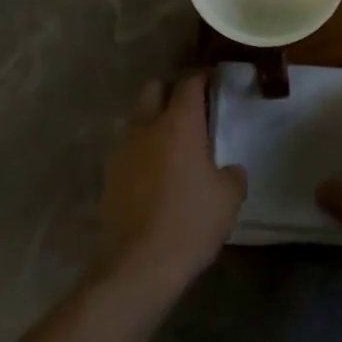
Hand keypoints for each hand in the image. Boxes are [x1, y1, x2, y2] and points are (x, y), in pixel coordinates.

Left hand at [92, 73, 245, 302]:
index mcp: (179, 123)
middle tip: (190, 109)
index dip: (201, 78)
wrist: (138, 263)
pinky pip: (128, 147)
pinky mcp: (108, 173)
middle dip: (170, 90)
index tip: (212, 80)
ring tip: (171, 142)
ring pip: (137, 117)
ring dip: (152, 120)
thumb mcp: (228, 198)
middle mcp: (146, 125)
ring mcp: (123, 148)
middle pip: (154, 89)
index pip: (189, 83)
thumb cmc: (190, 222)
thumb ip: (232, 174)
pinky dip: (141, 148)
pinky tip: (154, 171)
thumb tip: (230, 169)